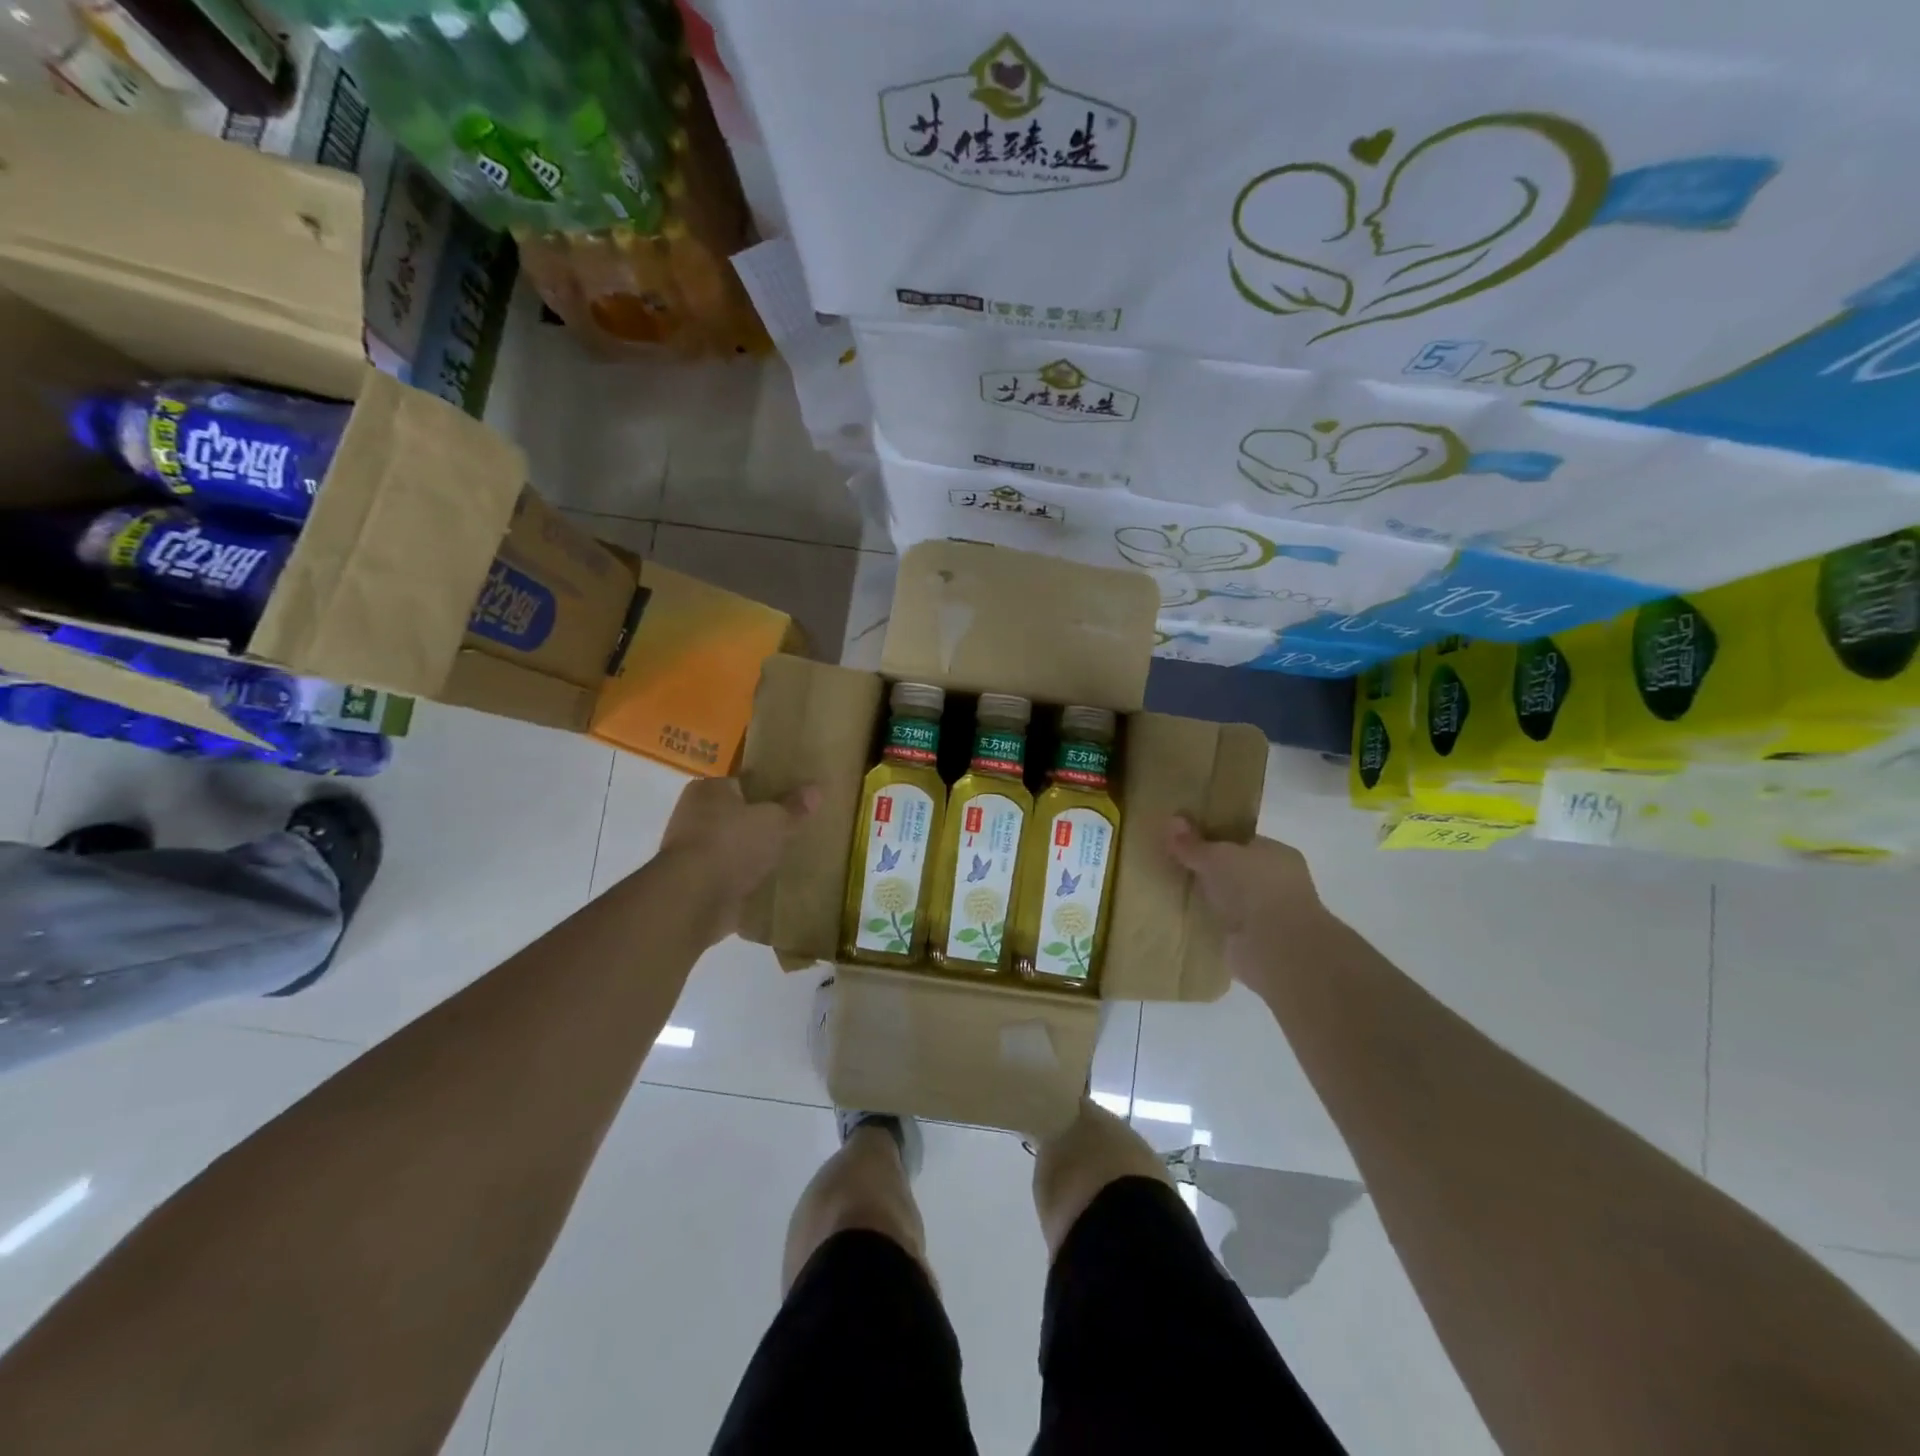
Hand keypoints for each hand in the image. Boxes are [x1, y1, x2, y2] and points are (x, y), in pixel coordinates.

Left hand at [659, 778, 818, 938]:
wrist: (693, 898)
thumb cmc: (732, 844)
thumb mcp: (774, 820)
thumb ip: (794, 806)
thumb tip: (816, 788)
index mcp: (708, 789)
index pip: (742, 781)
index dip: (767, 789)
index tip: (790, 800)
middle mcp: (693, 815)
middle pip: (735, 814)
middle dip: (759, 823)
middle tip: (792, 829)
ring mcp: (690, 851)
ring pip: (731, 846)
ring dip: (750, 853)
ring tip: (784, 858)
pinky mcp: (694, 882)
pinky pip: (727, 874)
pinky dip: (743, 879)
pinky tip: (768, 884)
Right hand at [1165, 816, 1335, 995]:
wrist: (1277, 948)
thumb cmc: (1255, 888)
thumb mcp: (1216, 856)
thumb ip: (1193, 843)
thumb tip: (1171, 820)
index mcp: (1277, 854)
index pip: (1242, 842)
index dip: (1213, 839)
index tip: (1184, 840)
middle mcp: (1277, 883)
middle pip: (1234, 871)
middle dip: (1207, 870)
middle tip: (1172, 864)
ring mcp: (1267, 915)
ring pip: (1228, 899)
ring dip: (1207, 898)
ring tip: (1171, 890)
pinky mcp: (1253, 943)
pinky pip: (1223, 925)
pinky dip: (1207, 923)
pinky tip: (1182, 918)